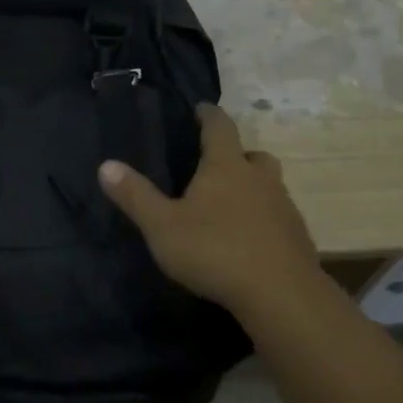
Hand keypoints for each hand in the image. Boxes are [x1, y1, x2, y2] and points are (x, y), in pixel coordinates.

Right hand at [98, 104, 322, 323]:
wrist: (281, 295)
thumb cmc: (215, 251)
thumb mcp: (162, 226)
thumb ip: (135, 196)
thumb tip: (106, 165)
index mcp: (226, 167)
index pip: (220, 127)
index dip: (208, 115)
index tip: (200, 108)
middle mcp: (259, 178)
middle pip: (252, 155)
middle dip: (234, 154)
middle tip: (214, 165)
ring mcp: (284, 207)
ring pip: (268, 185)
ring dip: (251, 187)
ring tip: (228, 205)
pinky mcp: (296, 236)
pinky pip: (277, 216)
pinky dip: (262, 218)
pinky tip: (246, 239)